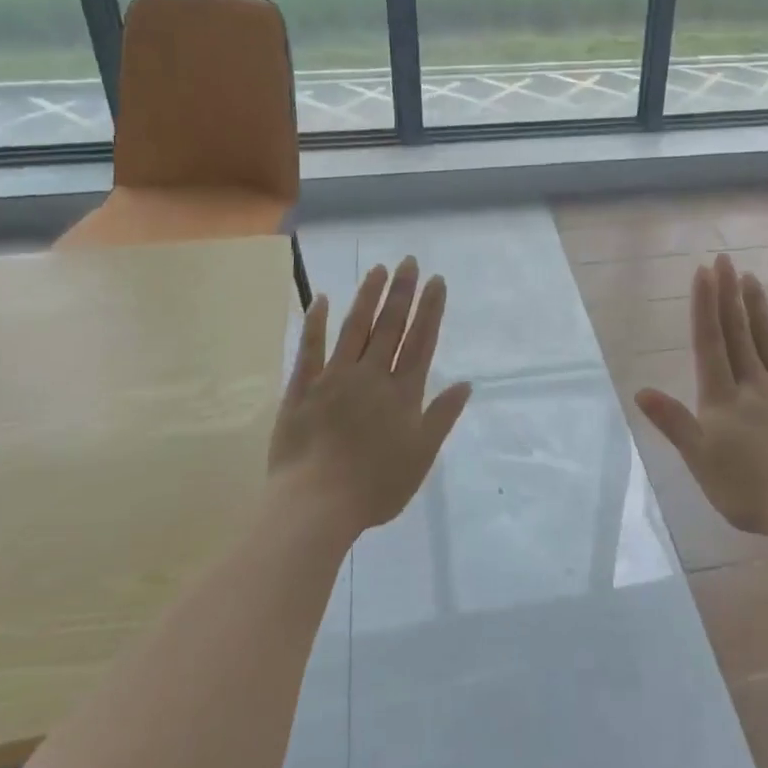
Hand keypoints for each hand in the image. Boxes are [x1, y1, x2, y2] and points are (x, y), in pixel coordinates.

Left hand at [269, 257, 471, 537]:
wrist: (316, 505)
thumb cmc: (375, 487)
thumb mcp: (421, 456)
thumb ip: (442, 416)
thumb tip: (466, 383)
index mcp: (402, 393)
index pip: (421, 341)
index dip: (430, 310)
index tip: (436, 281)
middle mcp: (371, 376)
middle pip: (390, 327)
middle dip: (402, 293)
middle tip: (409, 261)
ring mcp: (334, 378)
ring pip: (355, 328)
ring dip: (368, 297)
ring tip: (378, 270)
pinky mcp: (302, 388)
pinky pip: (310, 349)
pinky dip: (316, 322)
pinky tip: (323, 298)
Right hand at [634, 254, 767, 545]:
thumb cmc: (749, 490)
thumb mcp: (701, 461)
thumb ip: (673, 423)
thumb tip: (641, 391)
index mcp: (723, 399)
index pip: (710, 343)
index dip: (705, 306)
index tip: (704, 272)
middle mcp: (754, 384)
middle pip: (739, 333)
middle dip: (729, 295)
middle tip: (725, 259)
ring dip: (758, 308)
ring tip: (751, 278)